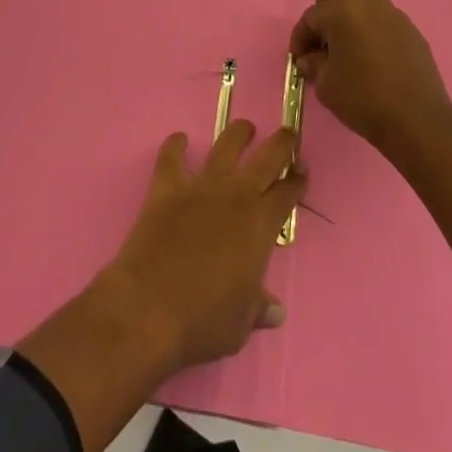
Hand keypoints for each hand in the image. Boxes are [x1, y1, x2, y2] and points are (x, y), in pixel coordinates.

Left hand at [105, 120, 304, 373]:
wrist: (149, 309)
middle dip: (282, 143)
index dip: (298, 181)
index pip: (287, 193)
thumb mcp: (241, 324)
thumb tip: (275, 311)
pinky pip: (171, 158)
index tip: (303, 172)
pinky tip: (179, 139)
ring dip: (238, 134)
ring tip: (245, 127)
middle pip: (267, 158)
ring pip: (226, 147)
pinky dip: (175, 146)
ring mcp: (200, 187)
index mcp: (260, 225)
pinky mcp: (166, 188)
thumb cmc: (203, 321)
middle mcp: (235, 195)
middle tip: (288, 134)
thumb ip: (258, 308)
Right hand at [289, 0, 451, 156]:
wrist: (417, 119)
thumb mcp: (326, 85)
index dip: (300, 37)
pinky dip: (371, 30)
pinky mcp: (411, 29)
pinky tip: (371, 58)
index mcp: (342, 10)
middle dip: (324, 11)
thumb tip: (310, 58)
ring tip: (347, 50)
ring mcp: (393, 13)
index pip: (311, 16)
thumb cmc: (363, 98)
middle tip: (322, 41)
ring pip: (362, 3)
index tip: (298, 58)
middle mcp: (368, 2)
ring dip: (349, 19)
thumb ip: (313, 64)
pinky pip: (382, 20)